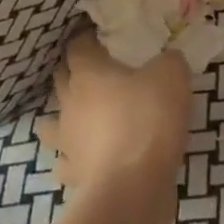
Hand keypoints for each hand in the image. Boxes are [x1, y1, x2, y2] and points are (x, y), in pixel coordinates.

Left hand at [37, 30, 191, 193]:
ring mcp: (66, 140)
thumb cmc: (148, 120)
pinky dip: (74, 159)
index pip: (77, 45)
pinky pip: (66, 162)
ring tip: (82, 117)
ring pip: (51, 122)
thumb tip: (169, 58)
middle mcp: (69, 102)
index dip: (87, 38)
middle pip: (61, 78)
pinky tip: (87, 159)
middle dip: (74, 72)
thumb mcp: (172, 77)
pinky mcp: (73, 173)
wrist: (132, 186)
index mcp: (88, 72)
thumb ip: (170, 61)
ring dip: (63, 117)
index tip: (102, 37)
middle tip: (98, 72)